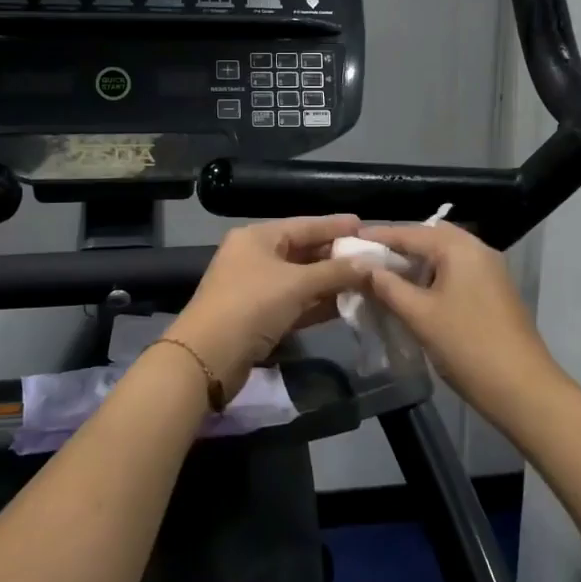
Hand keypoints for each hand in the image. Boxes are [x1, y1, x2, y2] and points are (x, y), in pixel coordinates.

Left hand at [169, 215, 374, 390]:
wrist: (208, 357)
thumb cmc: (251, 305)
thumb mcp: (296, 284)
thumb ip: (335, 272)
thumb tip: (369, 265)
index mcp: (258, 237)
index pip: (305, 225)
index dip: (335, 226)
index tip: (365, 226)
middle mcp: (256, 257)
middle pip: (304, 251)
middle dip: (337, 256)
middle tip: (372, 257)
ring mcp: (257, 288)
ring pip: (302, 279)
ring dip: (331, 282)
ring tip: (368, 281)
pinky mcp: (261, 316)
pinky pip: (296, 302)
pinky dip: (319, 303)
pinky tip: (346, 305)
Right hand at [359, 221, 562, 419]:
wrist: (522, 388)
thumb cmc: (466, 345)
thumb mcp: (419, 315)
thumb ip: (388, 287)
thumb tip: (363, 268)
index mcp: (460, 248)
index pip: (411, 232)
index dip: (378, 237)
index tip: (348, 241)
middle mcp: (478, 250)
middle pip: (430, 238)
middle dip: (399, 246)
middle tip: (367, 259)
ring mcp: (490, 271)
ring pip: (444, 256)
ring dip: (416, 263)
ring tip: (384, 276)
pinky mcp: (493, 292)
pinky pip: (456, 272)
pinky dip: (432, 276)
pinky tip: (413, 294)